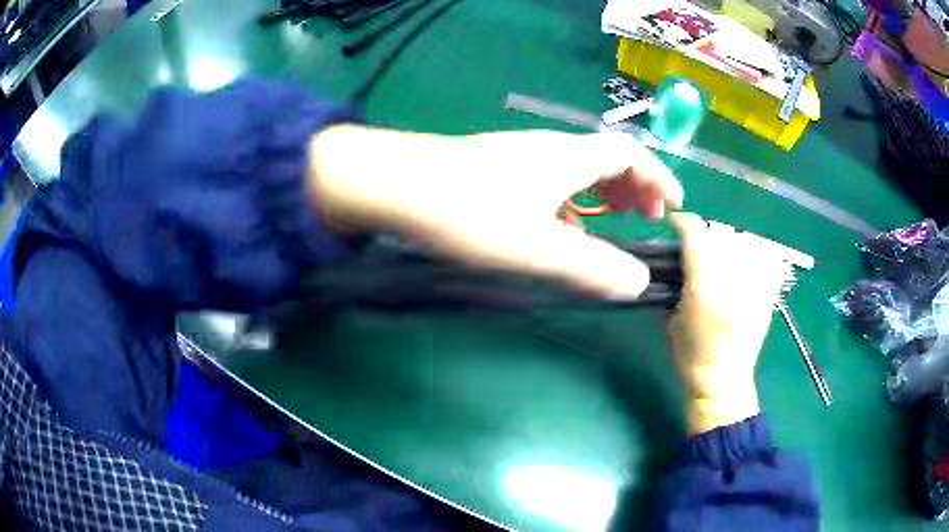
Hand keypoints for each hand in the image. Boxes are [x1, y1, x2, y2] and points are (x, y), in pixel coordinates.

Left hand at [307, 125, 681, 298]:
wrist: (394, 185)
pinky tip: (557, 228)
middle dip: (635, 186)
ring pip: (577, 170)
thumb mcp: (536, 247)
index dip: (660, 176)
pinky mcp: (495, 168)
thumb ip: (591, 266)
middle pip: (606, 158)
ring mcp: (519, 156)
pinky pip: (550, 180)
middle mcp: (549, 148)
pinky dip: (569, 201)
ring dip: (603, 193)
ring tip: (611, 224)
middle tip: (647, 217)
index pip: (631, 154)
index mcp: (569, 157)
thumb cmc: (468, 211)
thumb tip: (638, 283)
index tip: (675, 205)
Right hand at [668, 213, 789, 434]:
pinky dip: (760, 253)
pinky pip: (769, 259)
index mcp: (705, 288)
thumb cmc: (691, 355)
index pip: (696, 235)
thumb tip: (681, 254)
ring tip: (724, 254)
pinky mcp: (769, 294)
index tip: (675, 223)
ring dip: (732, 241)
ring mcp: (756, 286)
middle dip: (707, 234)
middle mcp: (733, 281)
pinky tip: (748, 262)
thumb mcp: (672, 317)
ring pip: (747, 242)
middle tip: (698, 245)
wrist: (723, 382)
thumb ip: (678, 281)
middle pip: (722, 234)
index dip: (683, 222)